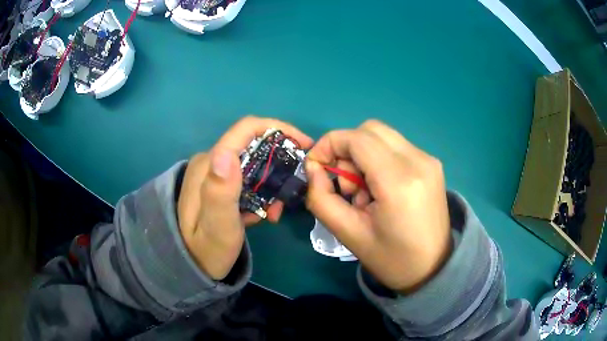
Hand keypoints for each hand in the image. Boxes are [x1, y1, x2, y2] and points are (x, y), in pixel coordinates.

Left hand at [178, 116, 312, 279]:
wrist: (190, 264)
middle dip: (279, 166)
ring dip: (271, 184)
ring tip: (273, 213)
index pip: (247, 129)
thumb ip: (219, 192)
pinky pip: (248, 178)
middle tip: (288, 196)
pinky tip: (259, 214)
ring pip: (254, 164)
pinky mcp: (219, 183)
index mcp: (209, 165)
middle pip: (255, 146)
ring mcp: (214, 172)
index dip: (279, 129)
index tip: (304, 146)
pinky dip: (261, 193)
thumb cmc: (206, 250)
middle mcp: (211, 161)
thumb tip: (227, 153)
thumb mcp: (216, 227)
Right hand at [305, 120, 451, 292]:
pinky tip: (380, 190)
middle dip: (346, 149)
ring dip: (362, 155)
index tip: (316, 166)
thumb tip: (312, 168)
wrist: (433, 268)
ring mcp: (428, 160)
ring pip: (382, 137)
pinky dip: (378, 159)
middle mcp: (418, 161)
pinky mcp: (431, 164)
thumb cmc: (391, 259)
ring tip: (363, 192)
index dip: (329, 144)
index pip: (357, 139)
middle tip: (344, 185)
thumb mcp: (348, 234)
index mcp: (399, 181)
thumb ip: (321, 198)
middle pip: (370, 130)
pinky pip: (396, 147)